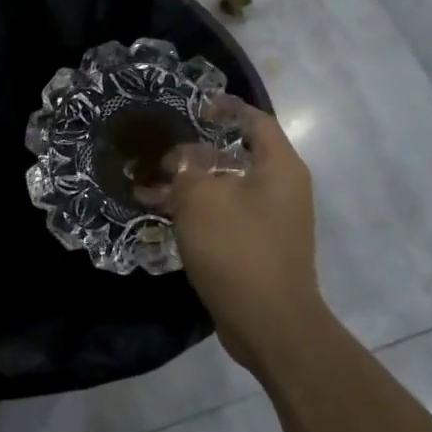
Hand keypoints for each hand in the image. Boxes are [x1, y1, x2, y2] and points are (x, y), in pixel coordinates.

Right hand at [155, 98, 328, 375]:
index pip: (255, 120)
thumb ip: (187, 167)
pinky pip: (226, 214)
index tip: (192, 108)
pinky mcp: (258, 245)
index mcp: (278, 166)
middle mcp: (282, 187)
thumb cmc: (237, 249)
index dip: (224, 109)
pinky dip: (198, 209)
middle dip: (196, 150)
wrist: (269, 323)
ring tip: (150, 183)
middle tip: (160, 150)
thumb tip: (183, 156)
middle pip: (238, 154)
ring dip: (191, 183)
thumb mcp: (201, 199)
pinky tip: (163, 213)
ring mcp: (272, 219)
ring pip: (227, 186)